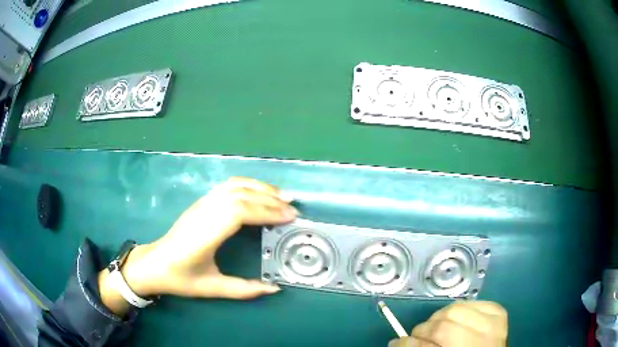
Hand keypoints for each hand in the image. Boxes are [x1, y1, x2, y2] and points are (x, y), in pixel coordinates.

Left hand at [99, 178, 296, 313]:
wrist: (153, 264)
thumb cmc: (179, 278)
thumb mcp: (211, 289)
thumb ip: (243, 290)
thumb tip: (274, 288)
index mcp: (204, 236)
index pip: (238, 212)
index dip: (265, 211)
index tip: (288, 218)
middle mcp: (202, 214)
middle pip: (239, 195)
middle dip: (269, 200)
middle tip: (293, 210)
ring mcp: (200, 205)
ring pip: (233, 186)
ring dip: (260, 187)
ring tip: (282, 197)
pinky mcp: (200, 203)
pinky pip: (227, 186)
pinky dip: (248, 185)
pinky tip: (260, 193)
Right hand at [389, 301, 507, 346]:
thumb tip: (399, 341)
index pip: (432, 341)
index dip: (410, 342)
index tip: (398, 341)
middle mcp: (483, 340)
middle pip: (444, 323)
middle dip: (426, 328)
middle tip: (421, 336)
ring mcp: (494, 324)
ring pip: (457, 308)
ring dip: (442, 317)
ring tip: (439, 327)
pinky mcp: (499, 312)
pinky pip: (474, 302)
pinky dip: (461, 309)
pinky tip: (459, 320)